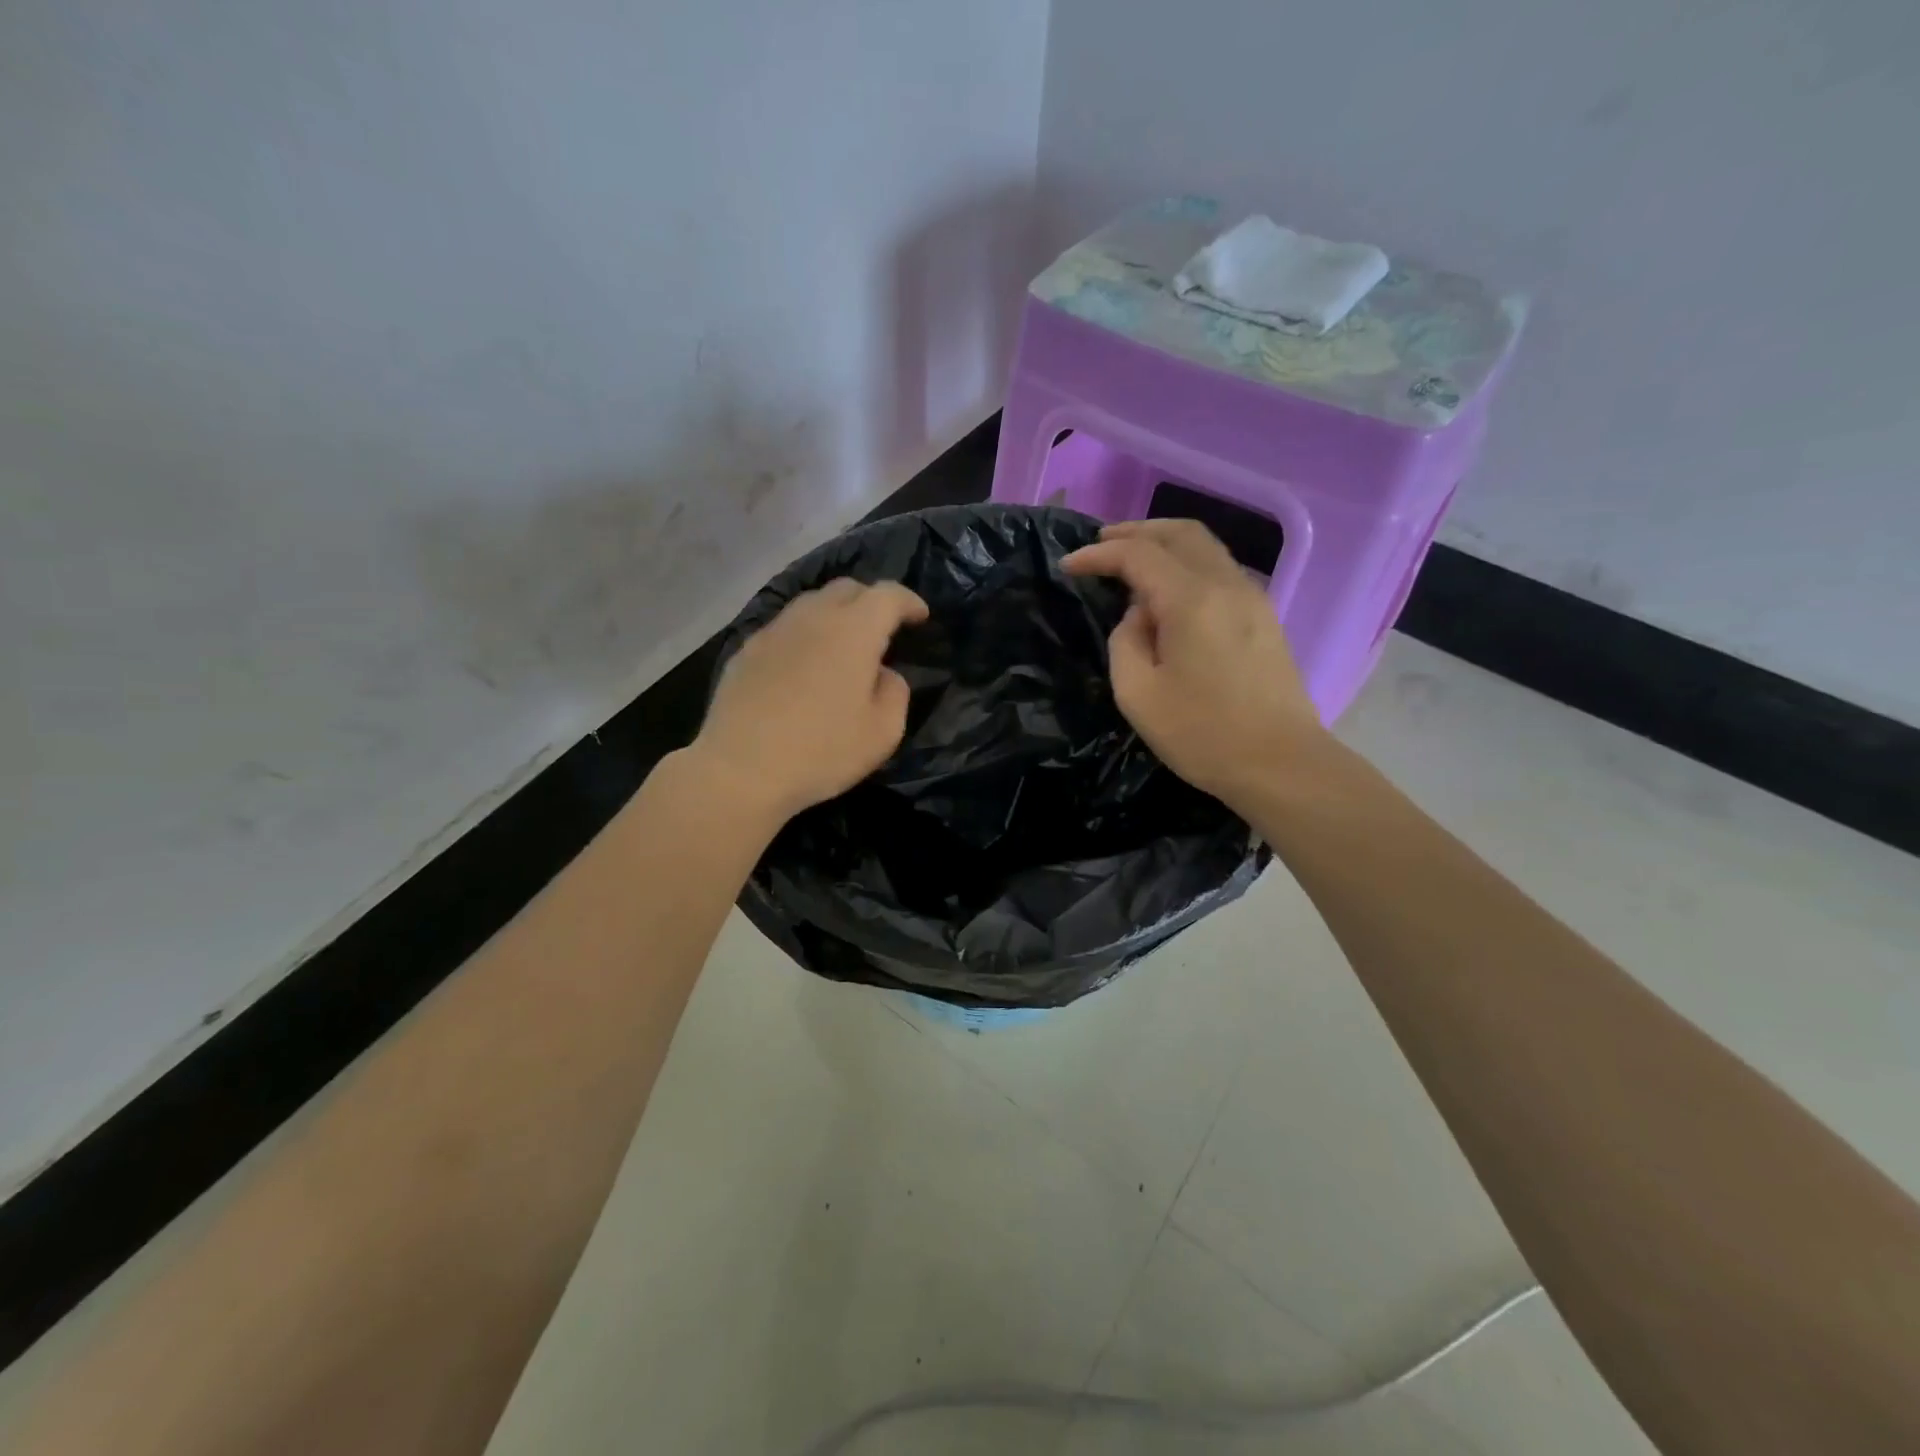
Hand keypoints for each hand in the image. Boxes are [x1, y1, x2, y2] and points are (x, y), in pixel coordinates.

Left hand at [693, 578, 928, 823]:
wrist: (741, 770)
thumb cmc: (822, 752)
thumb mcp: (883, 732)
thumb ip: (894, 692)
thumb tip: (882, 673)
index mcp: (853, 631)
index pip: (888, 595)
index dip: (909, 601)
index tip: (920, 617)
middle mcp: (813, 617)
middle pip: (848, 589)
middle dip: (872, 601)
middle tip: (883, 629)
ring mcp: (774, 631)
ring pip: (812, 604)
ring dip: (836, 615)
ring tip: (843, 645)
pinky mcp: (746, 650)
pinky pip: (785, 628)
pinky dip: (805, 635)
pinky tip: (805, 665)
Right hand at [1064, 520, 1325, 808]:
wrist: (1282, 764)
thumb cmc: (1203, 734)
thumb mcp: (1138, 695)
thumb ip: (1126, 642)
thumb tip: (1139, 617)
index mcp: (1192, 600)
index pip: (1138, 555)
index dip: (1099, 554)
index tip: (1067, 565)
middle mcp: (1226, 584)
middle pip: (1180, 533)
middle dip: (1135, 532)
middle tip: (1100, 544)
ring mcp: (1252, 598)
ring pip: (1205, 547)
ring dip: (1163, 544)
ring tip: (1130, 561)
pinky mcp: (1263, 617)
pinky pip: (1219, 570)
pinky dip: (1186, 564)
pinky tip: (1167, 590)